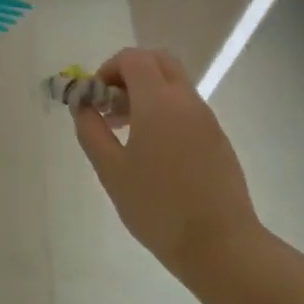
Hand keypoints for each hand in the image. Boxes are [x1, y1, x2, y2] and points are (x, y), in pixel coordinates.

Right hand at [72, 48, 261, 275]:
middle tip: (111, 105)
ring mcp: (206, 118)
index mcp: (158, 102)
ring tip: (126, 132)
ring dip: (147, 92)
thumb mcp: (111, 170)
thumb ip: (91, 130)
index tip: (94, 99)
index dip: (108, 69)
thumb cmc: (157, 207)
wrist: (220, 245)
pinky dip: (165, 110)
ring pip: (174, 83)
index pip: (133, 58)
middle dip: (129, 73)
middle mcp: (186, 100)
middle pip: (158, 61)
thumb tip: (83, 105)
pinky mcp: (217, 138)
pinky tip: (153, 151)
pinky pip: (186, 107)